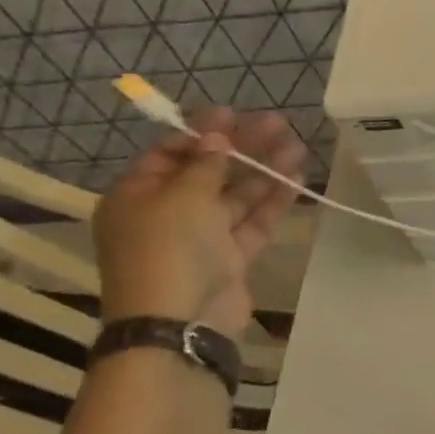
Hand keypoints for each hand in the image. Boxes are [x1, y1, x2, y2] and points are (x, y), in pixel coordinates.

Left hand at [93, 106, 305, 336]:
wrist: (180, 320)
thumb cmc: (168, 249)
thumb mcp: (182, 197)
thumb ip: (206, 164)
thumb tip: (216, 137)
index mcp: (138, 196)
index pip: (170, 154)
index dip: (201, 131)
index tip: (233, 112)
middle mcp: (168, 213)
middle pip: (210, 172)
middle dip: (243, 147)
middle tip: (278, 123)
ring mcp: (202, 238)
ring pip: (237, 196)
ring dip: (265, 171)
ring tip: (297, 146)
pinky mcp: (232, 258)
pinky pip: (254, 222)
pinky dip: (274, 201)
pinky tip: (296, 178)